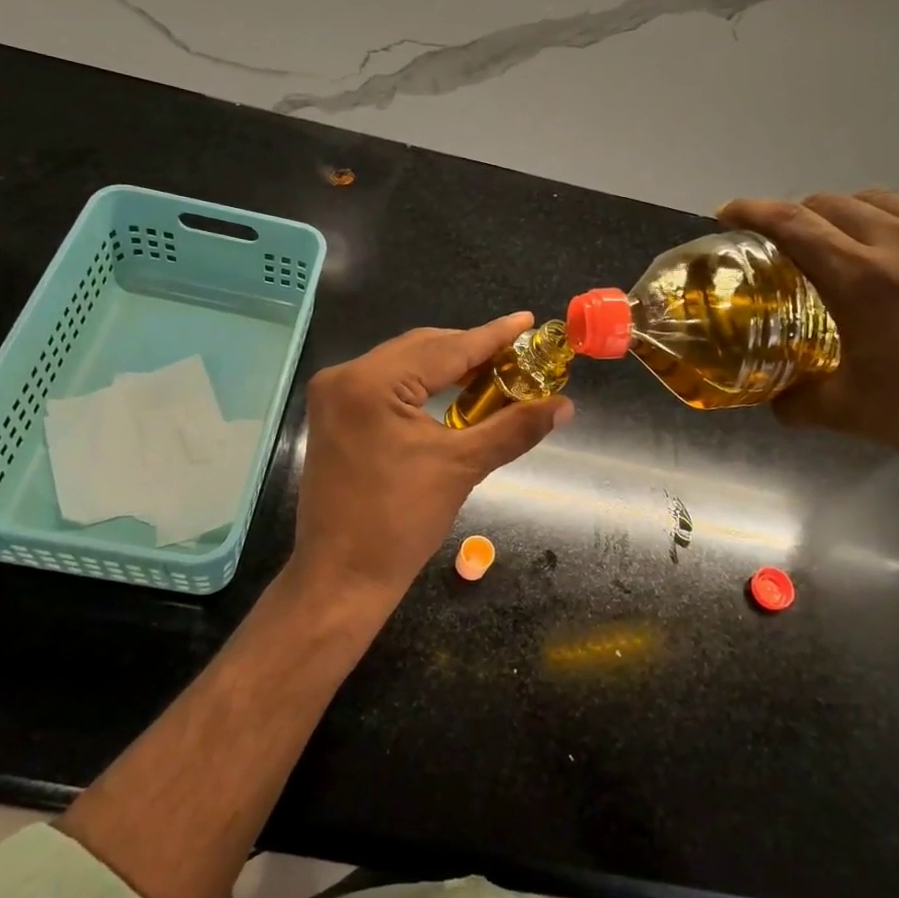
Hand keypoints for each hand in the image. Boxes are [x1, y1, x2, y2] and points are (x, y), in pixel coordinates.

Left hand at [291, 313, 571, 601]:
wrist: (341, 577)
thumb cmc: (400, 524)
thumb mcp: (462, 467)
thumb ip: (513, 428)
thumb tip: (564, 405)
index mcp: (372, 383)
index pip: (445, 348)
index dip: (492, 335)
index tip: (527, 320)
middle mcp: (346, 376)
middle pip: (421, 348)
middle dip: (470, 350)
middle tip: (517, 354)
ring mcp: (334, 394)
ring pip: (403, 363)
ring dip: (447, 366)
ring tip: (493, 371)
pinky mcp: (333, 413)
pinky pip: (386, 383)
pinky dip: (421, 384)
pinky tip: (452, 391)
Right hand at [719, 176, 898, 485]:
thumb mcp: (849, 413)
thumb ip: (799, 401)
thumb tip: (774, 402)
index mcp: (860, 280)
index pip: (791, 225)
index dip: (751, 211)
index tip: (728, 213)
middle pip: (834, 205)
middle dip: (798, 215)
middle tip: (785, 242)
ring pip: (888, 199)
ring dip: (852, 209)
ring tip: (842, 231)